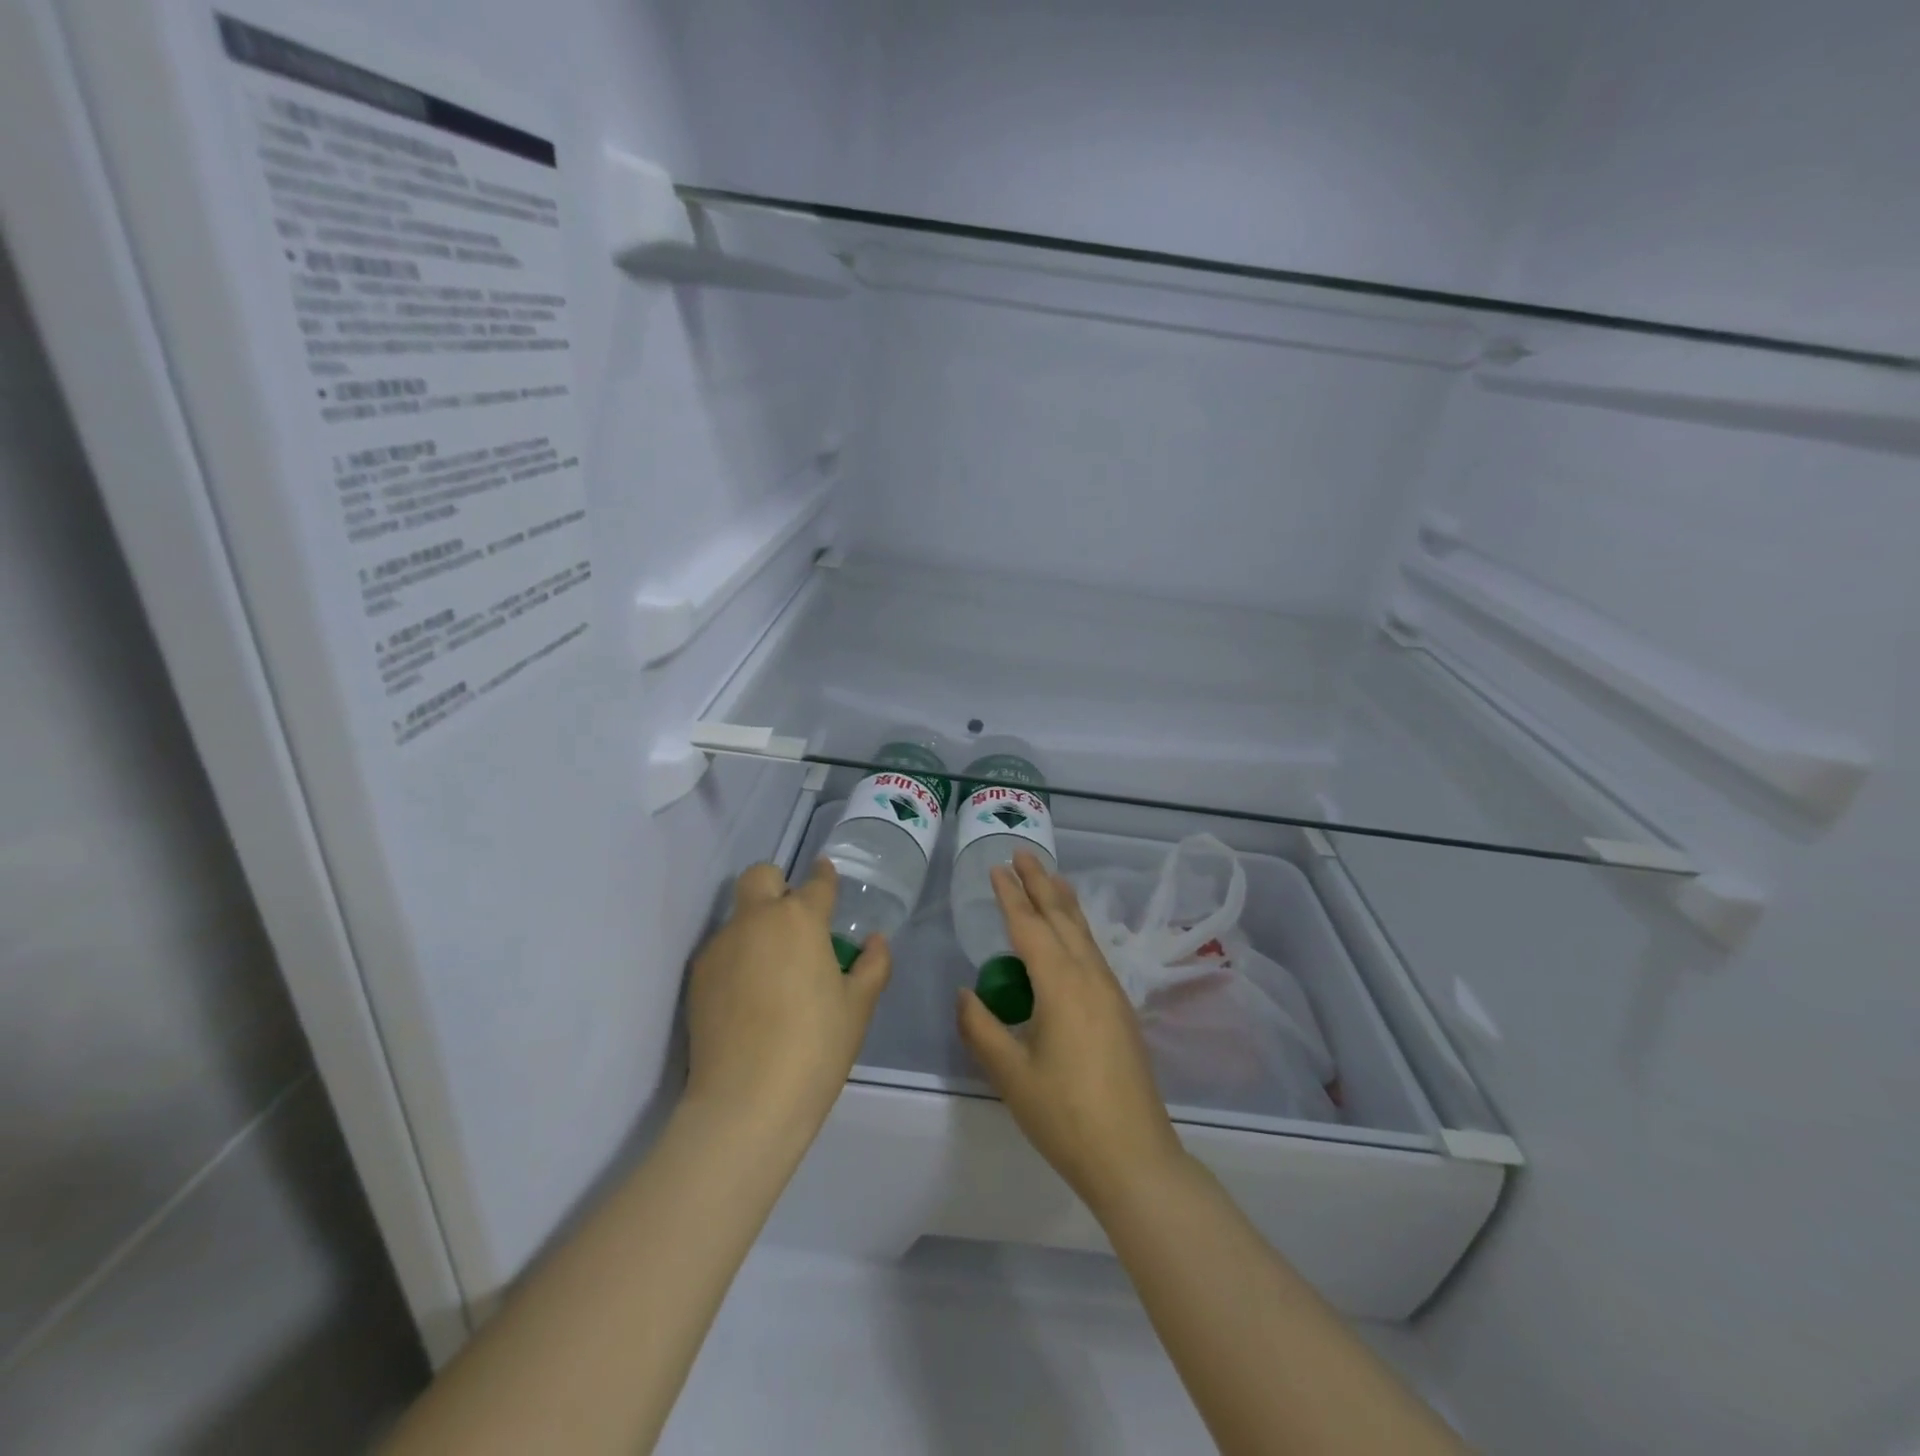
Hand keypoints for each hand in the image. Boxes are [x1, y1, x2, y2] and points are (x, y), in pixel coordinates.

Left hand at [685, 859, 889, 1138]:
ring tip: (773, 971)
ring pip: (739, 916)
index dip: (825, 876)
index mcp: (800, 919)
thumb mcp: (858, 1007)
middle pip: (761, 876)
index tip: (828, 876)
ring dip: (757, 927)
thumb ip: (872, 965)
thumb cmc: (815, 1047)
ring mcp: (720, 947)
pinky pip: (722, 950)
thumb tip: (875, 941)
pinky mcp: (697, 977)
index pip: (817, 882)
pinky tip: (749, 997)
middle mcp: (756, 920)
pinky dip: (738, 958)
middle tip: (794, 919)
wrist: (746, 1101)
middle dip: (778, 884)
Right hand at [956, 853, 1188, 1213]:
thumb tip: (965, 993)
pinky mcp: (1120, 1009)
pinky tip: (1072, 934)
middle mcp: (1090, 977)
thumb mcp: (1012, 1074)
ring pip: (1083, 932)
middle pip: (1063, 917)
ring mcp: (1111, 992)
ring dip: (1063, 901)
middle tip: (1022, 853)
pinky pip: (1094, 951)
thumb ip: (982, 1028)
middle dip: (1040, 883)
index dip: (1011, 896)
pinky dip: (1077, 927)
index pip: (1030, 927)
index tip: (996, 868)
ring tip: (1050, 877)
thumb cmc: (1066, 1116)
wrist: (1134, 1157)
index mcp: (1061, 985)